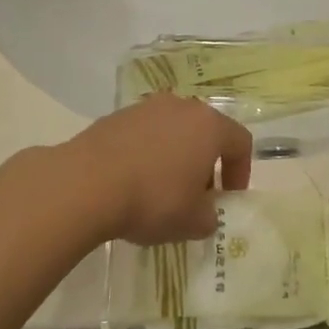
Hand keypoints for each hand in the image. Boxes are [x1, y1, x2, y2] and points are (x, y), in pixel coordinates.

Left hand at [64, 94, 252, 245]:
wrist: (88, 182)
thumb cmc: (153, 199)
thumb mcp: (192, 222)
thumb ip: (209, 216)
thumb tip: (205, 212)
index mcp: (209, 126)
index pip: (240, 141)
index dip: (240, 171)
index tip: (228, 198)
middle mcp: (182, 107)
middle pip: (205, 132)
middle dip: (205, 163)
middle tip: (196, 196)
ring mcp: (147, 107)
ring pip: (173, 130)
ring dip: (175, 156)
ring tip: (161, 189)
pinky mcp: (118, 116)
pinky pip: (144, 134)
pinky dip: (147, 153)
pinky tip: (132, 181)